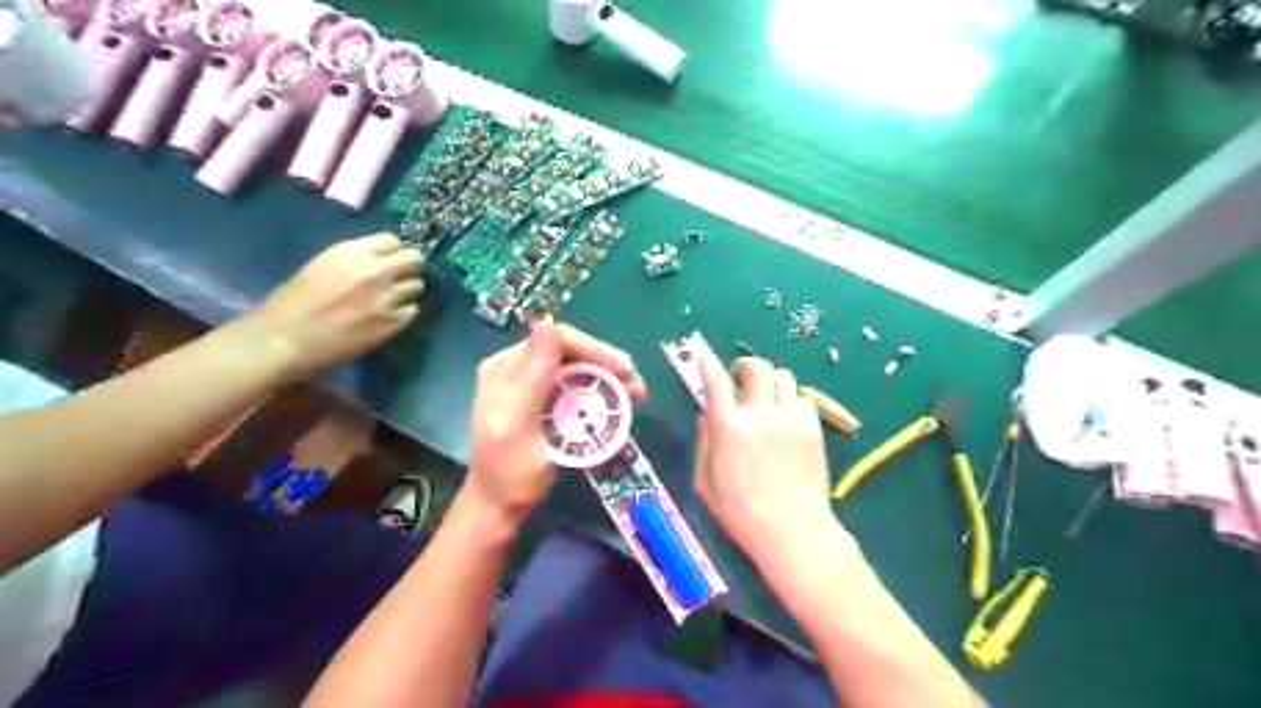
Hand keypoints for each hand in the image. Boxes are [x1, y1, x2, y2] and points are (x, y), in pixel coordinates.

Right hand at [247, 232, 422, 377]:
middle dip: (410, 267)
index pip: (393, 240)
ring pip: (417, 285)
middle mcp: (374, 271)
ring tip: (390, 301)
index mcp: (351, 252)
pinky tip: (385, 319)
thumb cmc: (292, 304)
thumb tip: (380, 261)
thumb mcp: (322, 266)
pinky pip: (412, 310)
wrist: (285, 340)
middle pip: (414, 259)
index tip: (390, 260)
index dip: (393, 251)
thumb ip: (354, 262)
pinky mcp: (393, 322)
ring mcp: (387, 297)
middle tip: (401, 278)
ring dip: (407, 292)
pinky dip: (403, 313)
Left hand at [461, 322, 642, 525]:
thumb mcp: (518, 424)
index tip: (624, 369)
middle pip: (570, 351)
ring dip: (608, 377)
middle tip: (636, 384)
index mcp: (505, 366)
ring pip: (576, 367)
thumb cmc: (510, 472)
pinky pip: (576, 386)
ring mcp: (531, 384)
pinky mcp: (544, 400)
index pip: (556, 339)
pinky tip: (618, 402)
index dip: (594, 348)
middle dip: (606, 363)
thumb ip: (532, 375)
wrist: (500, 507)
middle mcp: (517, 367)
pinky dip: (599, 391)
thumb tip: (545, 322)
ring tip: (635, 393)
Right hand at [688, 348, 845, 570]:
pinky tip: (786, 418)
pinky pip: (802, 397)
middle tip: (739, 383)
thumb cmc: (741, 512)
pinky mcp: (814, 427)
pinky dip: (790, 400)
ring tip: (765, 400)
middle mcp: (761, 413)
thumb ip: (703, 441)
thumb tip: (708, 416)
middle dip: (743, 368)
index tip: (702, 356)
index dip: (707, 363)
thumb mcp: (705, 480)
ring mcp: (791, 418)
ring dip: (769, 382)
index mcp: (729, 426)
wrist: (794, 532)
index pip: (715, 380)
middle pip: (756, 366)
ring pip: (782, 376)